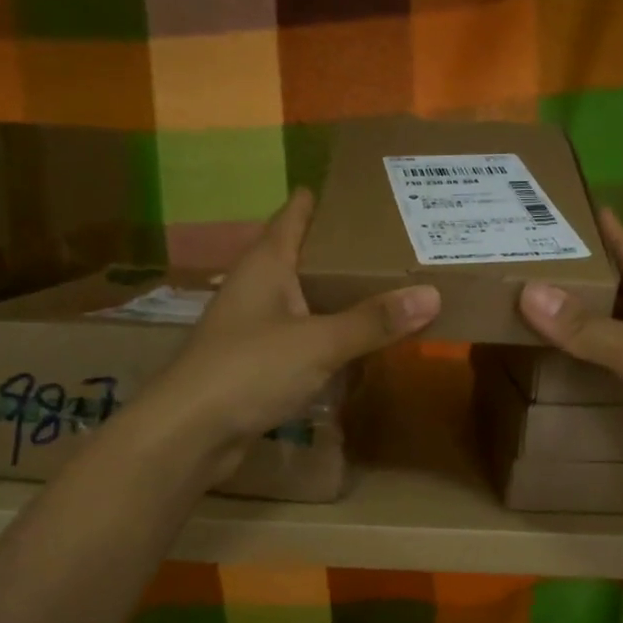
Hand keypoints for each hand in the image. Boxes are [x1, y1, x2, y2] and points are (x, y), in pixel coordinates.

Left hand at [134, 189, 439, 484]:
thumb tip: (432, 294)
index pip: (295, 213)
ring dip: (340, 296)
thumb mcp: (318, 342)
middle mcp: (258, 287)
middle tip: (398, 242)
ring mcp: (255, 326)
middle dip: (346, 251)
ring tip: (389, 287)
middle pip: (305, 256)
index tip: (366, 190)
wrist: (190, 433)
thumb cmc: (249, 370)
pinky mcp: (258, 362)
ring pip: (305, 299)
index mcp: (266, 264)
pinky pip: (303, 337)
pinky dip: (330, 335)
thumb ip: (373, 321)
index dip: (325, 198)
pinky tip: (359, 342)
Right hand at [518, 209, 622, 508]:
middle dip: (576, 269)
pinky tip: (565, 357)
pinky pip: (618, 360)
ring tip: (529, 302)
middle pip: (616, 283)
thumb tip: (528, 291)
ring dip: (580, 312)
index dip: (596, 225)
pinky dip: (590, 353)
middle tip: (522, 258)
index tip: (556, 203)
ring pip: (615, 322)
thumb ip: (588, 328)